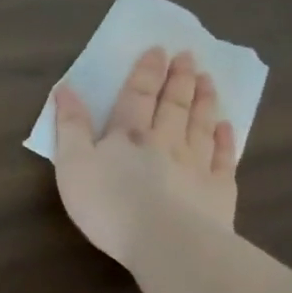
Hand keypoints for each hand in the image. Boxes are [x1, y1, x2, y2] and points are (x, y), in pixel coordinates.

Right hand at [51, 47, 238, 266]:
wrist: (166, 242)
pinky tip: (226, 127)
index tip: (158, 49)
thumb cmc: (109, 204)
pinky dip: (225, 139)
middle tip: (189, 55)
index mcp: (128, 135)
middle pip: (173, 104)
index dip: (146, 72)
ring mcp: (196, 164)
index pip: (137, 95)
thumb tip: (65, 88)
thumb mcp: (73, 164)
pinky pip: (223, 157)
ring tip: (208, 79)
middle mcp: (165, 141)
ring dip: (204, 99)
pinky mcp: (218, 190)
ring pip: (200, 124)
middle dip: (179, 78)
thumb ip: (70, 126)